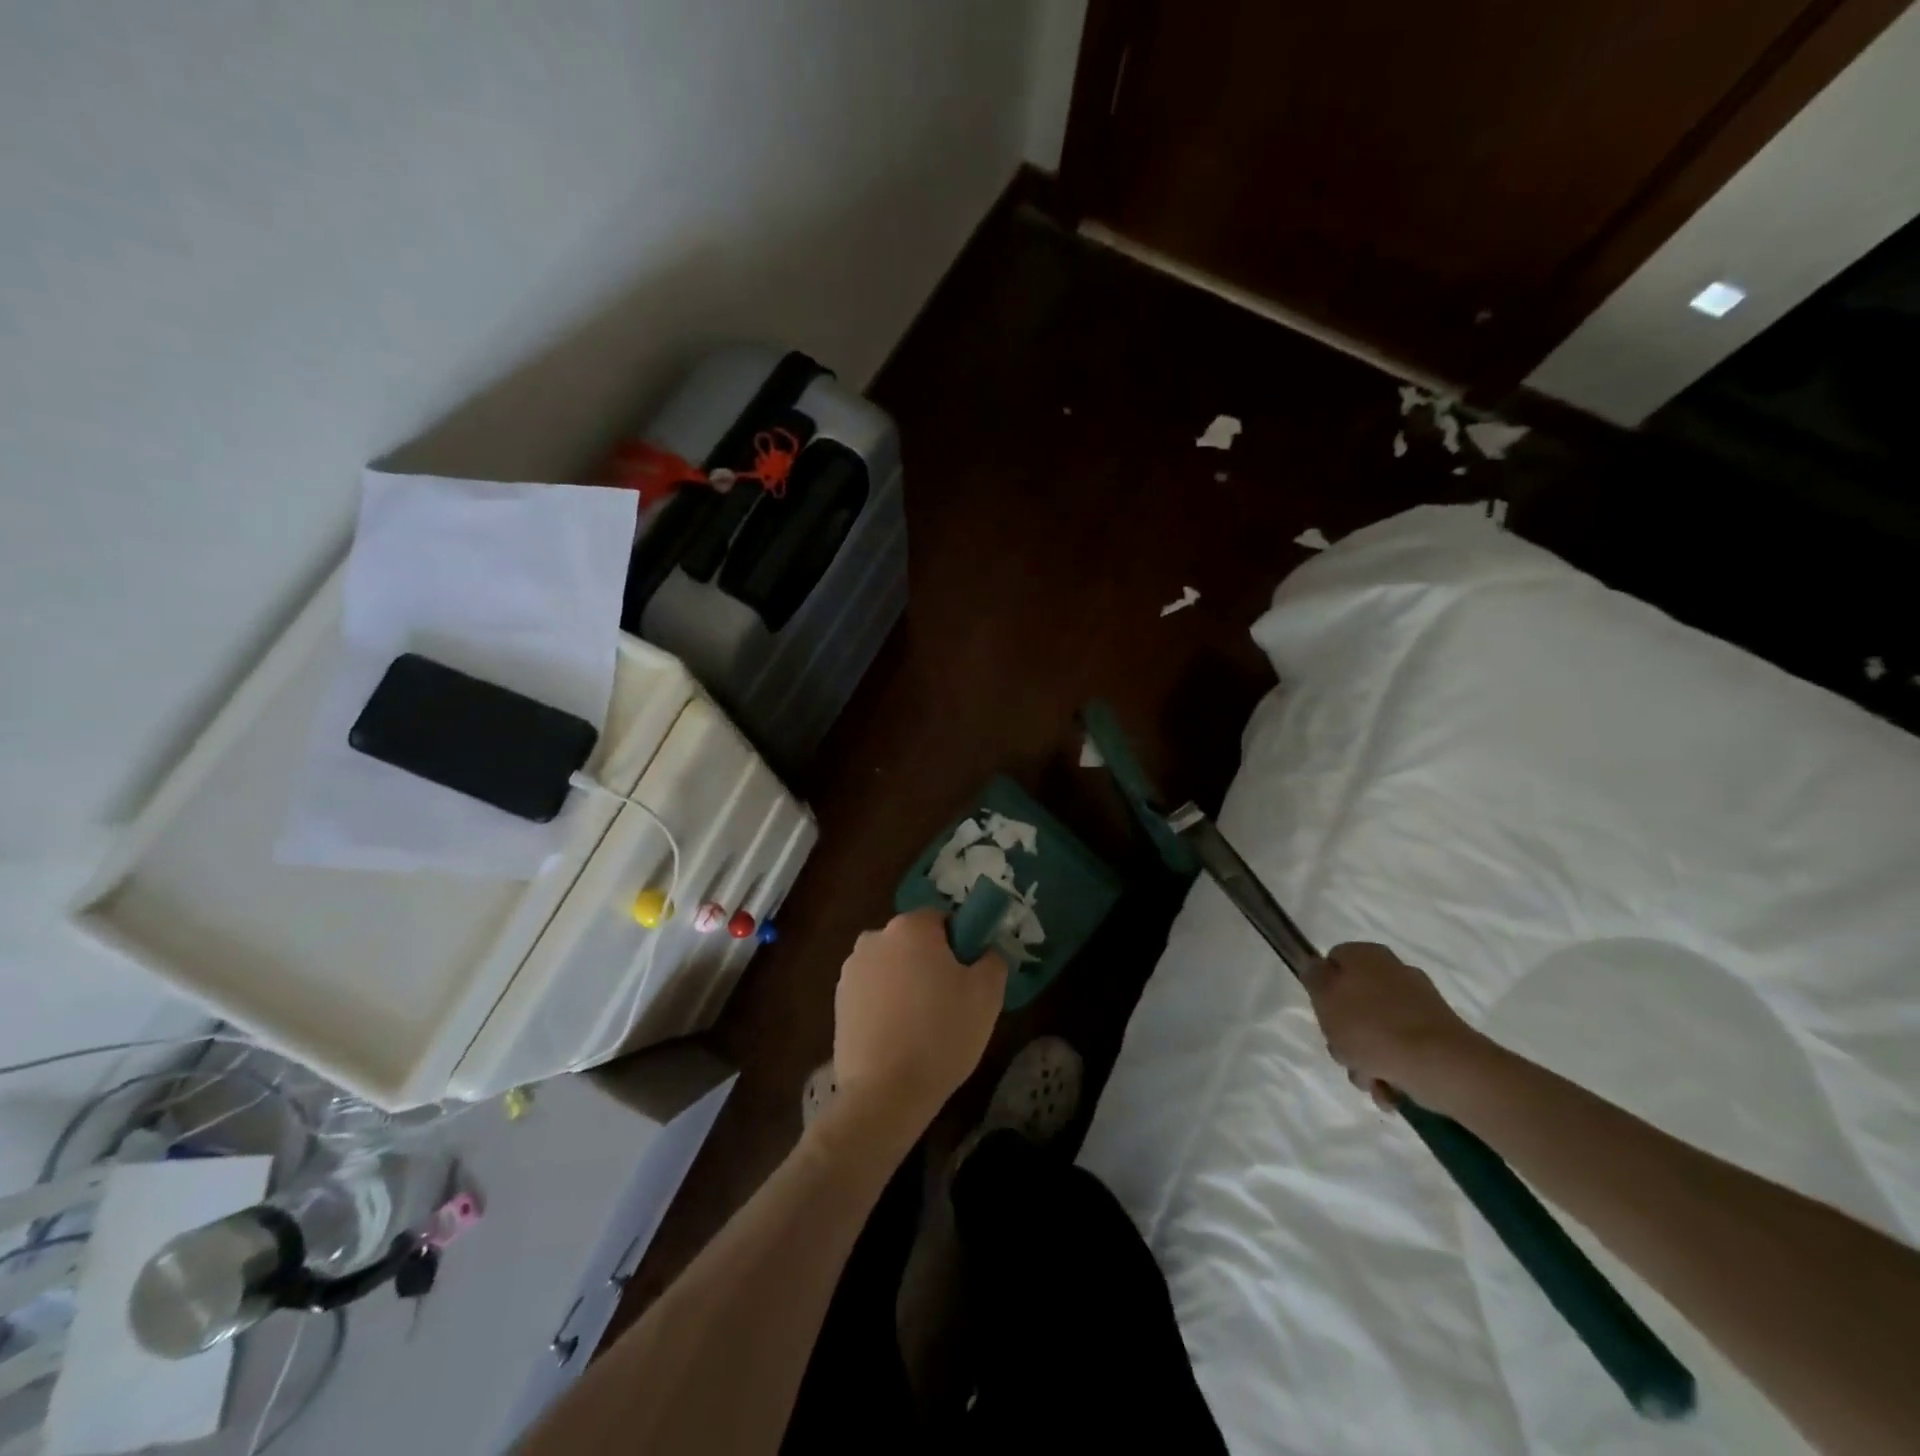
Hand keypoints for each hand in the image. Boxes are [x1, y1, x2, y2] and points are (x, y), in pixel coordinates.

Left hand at [826, 910, 1007, 1150]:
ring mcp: (851, 970)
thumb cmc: (942, 1034)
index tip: (969, 975)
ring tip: (923, 1025)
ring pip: (892, 967)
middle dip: (931, 962)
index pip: (942, 919)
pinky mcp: (838, 1002)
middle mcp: (874, 938)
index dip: (960, 943)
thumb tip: (985, 951)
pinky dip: (886, 1005)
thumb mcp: (987, 994)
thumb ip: (992, 958)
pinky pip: (873, 992)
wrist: (886, 1093)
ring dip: (906, 983)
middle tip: (952, 1001)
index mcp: (910, 927)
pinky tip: (899, 1036)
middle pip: (913, 942)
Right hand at [1304, 942, 1484, 1107]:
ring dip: (1365, 1058)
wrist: (1442, 1066)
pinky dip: (1392, 1070)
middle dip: (1343, 1033)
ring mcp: (1418, 1006)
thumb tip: (1316, 966)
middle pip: (1352, 1001)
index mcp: (1367, 956)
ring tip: (1369, 1080)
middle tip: (1343, 1052)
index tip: (1322, 1015)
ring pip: (1375, 1030)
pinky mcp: (1436, 1036)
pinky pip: (1401, 1049)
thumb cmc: (1372, 1027)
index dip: (1322, 989)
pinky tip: (1389, 1089)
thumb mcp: (1325, 997)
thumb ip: (1313, 976)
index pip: (1332, 962)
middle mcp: (1394, 973)